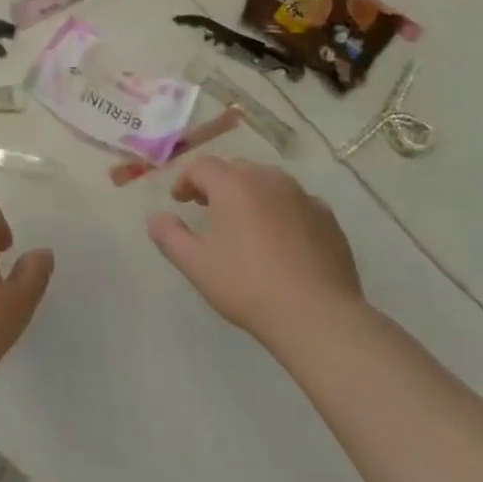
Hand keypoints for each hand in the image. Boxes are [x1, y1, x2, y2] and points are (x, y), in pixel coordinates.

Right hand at [147, 157, 365, 347]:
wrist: (317, 315)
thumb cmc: (248, 285)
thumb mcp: (197, 265)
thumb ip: (170, 236)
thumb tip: (155, 217)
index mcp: (234, 184)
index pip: (202, 166)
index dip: (185, 180)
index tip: (179, 202)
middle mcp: (268, 179)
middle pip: (235, 169)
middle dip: (217, 184)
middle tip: (207, 209)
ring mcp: (302, 196)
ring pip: (268, 182)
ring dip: (251, 194)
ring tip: (245, 223)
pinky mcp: (327, 217)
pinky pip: (296, 203)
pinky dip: (282, 211)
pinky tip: (281, 239)